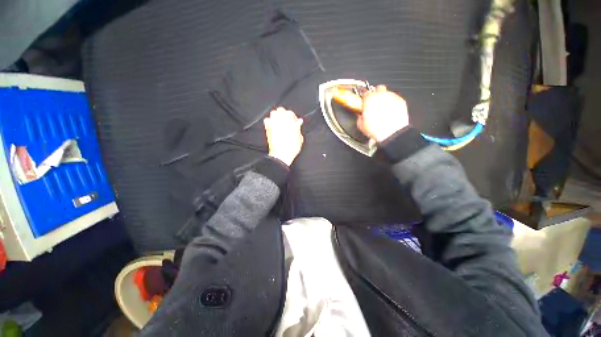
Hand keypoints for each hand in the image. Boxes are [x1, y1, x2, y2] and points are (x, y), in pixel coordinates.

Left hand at [264, 107, 303, 165]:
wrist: (281, 155)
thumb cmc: (291, 148)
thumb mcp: (300, 138)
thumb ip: (298, 128)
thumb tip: (298, 123)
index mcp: (289, 121)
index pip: (290, 113)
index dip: (293, 117)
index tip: (295, 122)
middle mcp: (280, 120)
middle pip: (280, 110)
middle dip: (284, 113)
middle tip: (287, 120)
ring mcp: (273, 124)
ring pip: (273, 113)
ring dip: (277, 116)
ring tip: (280, 121)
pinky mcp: (268, 129)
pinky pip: (266, 120)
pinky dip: (269, 121)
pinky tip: (273, 125)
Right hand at [357, 85, 409, 141]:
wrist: (392, 133)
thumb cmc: (376, 129)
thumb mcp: (361, 125)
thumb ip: (359, 116)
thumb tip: (360, 115)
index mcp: (369, 99)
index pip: (365, 92)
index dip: (364, 97)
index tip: (363, 101)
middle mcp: (381, 95)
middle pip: (378, 88)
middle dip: (375, 93)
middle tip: (373, 102)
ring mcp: (392, 97)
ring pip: (387, 93)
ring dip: (384, 98)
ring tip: (382, 108)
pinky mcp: (400, 101)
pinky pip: (395, 98)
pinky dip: (392, 103)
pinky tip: (389, 111)